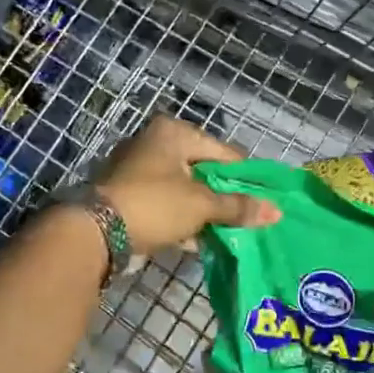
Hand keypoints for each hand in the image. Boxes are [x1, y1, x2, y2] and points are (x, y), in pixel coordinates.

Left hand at [93, 116, 279, 255]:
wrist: (97, 232)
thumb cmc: (155, 205)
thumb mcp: (202, 206)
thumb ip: (238, 207)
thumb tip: (277, 212)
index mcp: (173, 132)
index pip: (224, 151)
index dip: (245, 177)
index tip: (263, 200)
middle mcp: (154, 142)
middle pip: (203, 169)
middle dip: (223, 196)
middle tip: (245, 217)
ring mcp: (137, 168)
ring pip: (184, 188)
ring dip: (203, 210)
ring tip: (225, 231)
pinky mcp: (127, 193)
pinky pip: (166, 202)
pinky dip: (181, 217)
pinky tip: (197, 239)